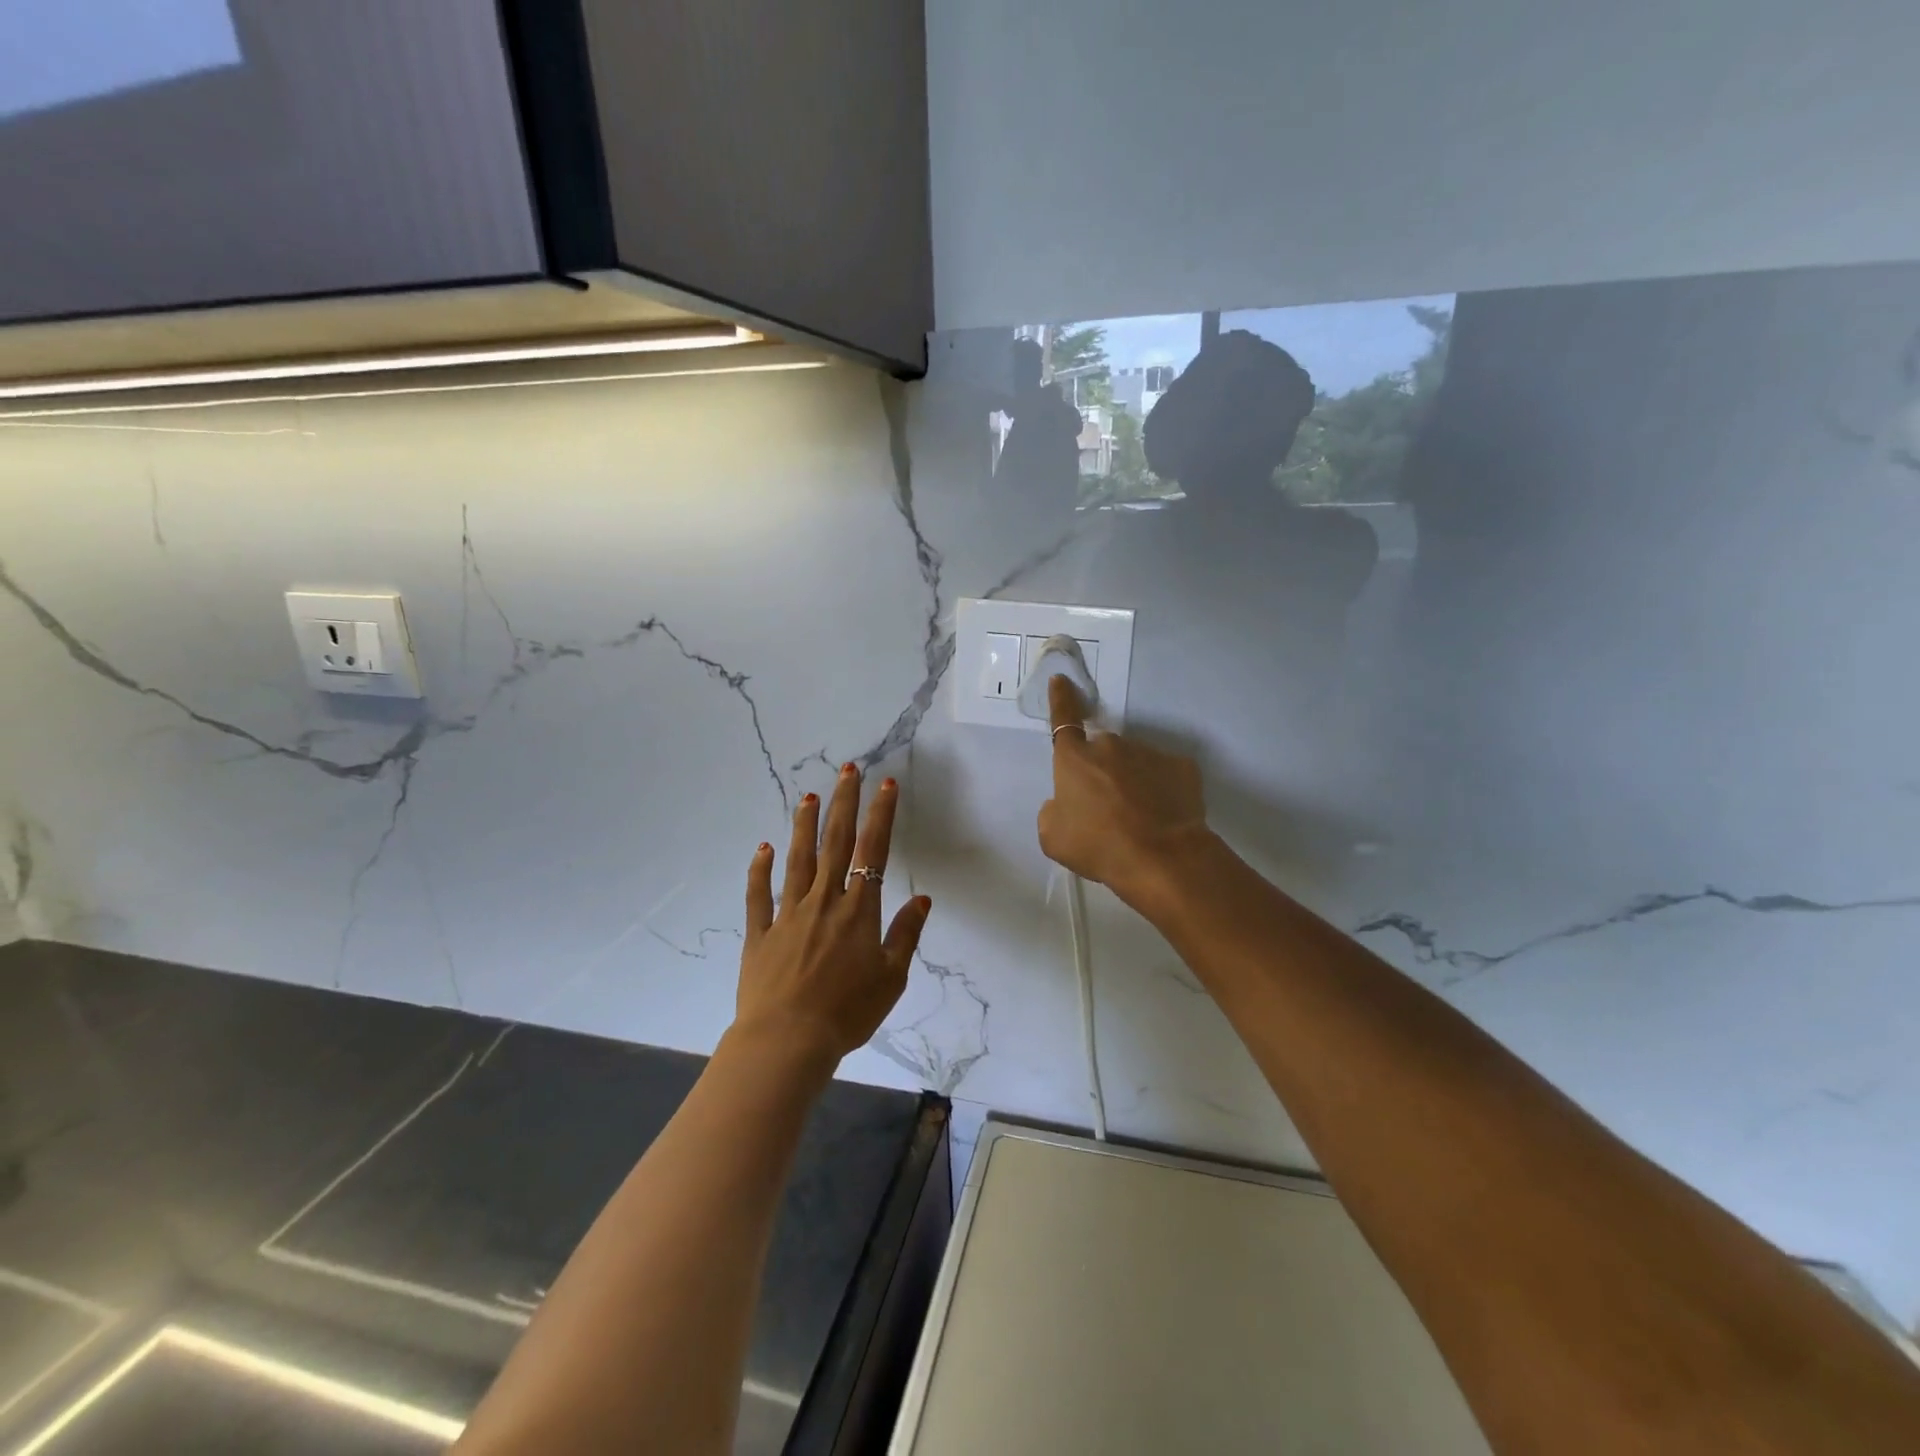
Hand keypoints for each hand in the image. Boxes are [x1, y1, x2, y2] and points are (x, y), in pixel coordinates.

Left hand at [737, 763, 931, 1062]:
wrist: (787, 1041)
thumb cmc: (847, 1012)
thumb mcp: (891, 978)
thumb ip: (905, 934)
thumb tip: (922, 899)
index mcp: (858, 911)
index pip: (872, 851)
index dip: (880, 815)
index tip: (885, 785)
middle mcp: (824, 901)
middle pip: (835, 843)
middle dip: (843, 803)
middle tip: (846, 770)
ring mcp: (788, 914)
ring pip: (798, 860)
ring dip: (804, 825)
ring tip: (808, 795)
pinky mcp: (760, 933)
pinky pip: (759, 896)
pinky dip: (760, 870)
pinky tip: (763, 849)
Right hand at [1039, 675, 1210, 903]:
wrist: (1162, 858)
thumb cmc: (1099, 846)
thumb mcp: (1054, 837)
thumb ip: (1052, 811)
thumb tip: (1064, 803)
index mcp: (1075, 758)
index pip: (1063, 719)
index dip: (1061, 699)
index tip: (1062, 680)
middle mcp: (1111, 746)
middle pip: (1101, 753)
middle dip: (1101, 772)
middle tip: (1106, 808)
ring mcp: (1149, 752)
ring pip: (1134, 764)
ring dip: (1132, 782)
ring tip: (1138, 819)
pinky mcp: (1181, 767)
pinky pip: (1164, 775)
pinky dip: (1161, 790)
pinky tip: (1162, 817)